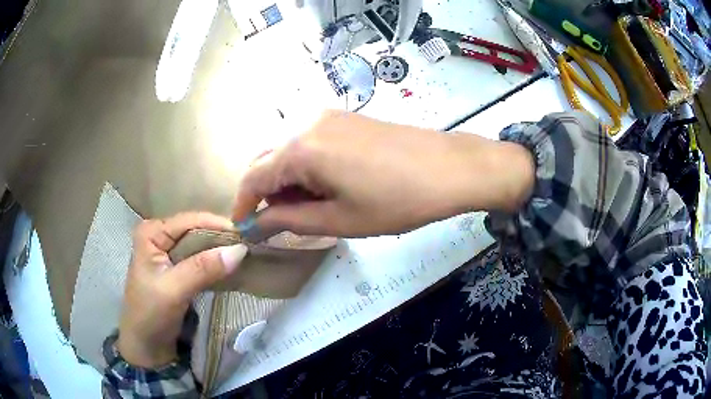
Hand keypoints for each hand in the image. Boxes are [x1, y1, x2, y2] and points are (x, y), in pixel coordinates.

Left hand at [117, 212, 247, 367]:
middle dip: (221, 238)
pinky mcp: (177, 269)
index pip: (190, 220)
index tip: (248, 235)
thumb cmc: (150, 315)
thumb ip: (203, 268)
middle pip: (196, 230)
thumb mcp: (174, 290)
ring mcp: (168, 252)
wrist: (146, 346)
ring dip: (220, 251)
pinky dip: (215, 264)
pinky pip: (200, 260)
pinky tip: (231, 267)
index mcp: (152, 232)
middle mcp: (159, 236)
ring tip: (246, 255)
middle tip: (251, 247)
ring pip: (200, 245)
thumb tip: (240, 249)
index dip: (218, 226)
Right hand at [232, 111, 533, 238]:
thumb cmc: (396, 200)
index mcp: (301, 148)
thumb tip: (257, 223)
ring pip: (289, 150)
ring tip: (306, 208)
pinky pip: (310, 142)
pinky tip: (324, 185)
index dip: (243, 204)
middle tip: (278, 223)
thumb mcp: (339, 219)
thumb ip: (290, 219)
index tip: (243, 226)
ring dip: (286, 180)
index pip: (254, 176)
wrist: (449, 167)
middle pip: (268, 159)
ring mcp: (329, 117)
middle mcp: (307, 123)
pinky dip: (305, 166)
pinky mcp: (346, 118)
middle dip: (265, 193)